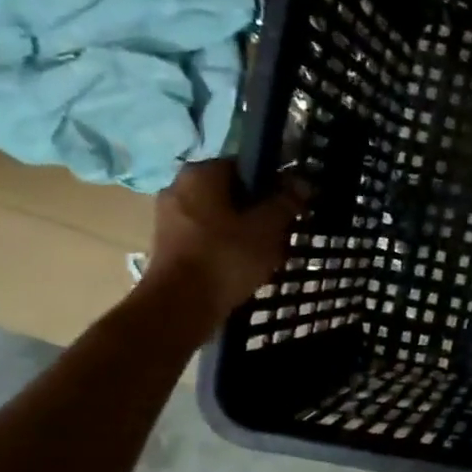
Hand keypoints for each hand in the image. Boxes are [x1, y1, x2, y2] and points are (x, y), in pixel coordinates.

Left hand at [143, 159, 307, 327]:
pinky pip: (208, 234)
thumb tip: (301, 183)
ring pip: (221, 214)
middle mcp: (179, 187)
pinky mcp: (169, 243)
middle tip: (283, 231)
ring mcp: (170, 216)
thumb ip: (285, 202)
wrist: (180, 305)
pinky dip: (227, 244)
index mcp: (201, 174)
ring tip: (268, 252)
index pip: (246, 166)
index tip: (292, 204)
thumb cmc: (226, 257)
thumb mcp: (267, 228)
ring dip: (246, 229)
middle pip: (233, 192)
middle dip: (260, 209)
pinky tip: (244, 264)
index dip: (274, 183)